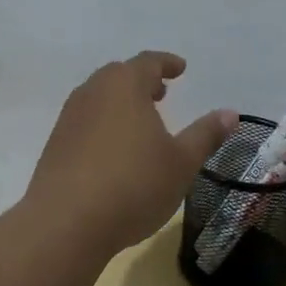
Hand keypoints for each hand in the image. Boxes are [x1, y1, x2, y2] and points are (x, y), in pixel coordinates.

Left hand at [26, 51, 238, 254]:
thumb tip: (230, 113)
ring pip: (98, 98)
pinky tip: (114, 151)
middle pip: (119, 75)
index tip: (180, 68)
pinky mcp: (55, 145)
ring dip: (121, 103)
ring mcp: (69, 119)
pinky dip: (104, 124)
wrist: (65, 223)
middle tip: (161, 93)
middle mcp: (92, 93)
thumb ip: (205, 135)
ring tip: (140, 122)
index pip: (148, 62)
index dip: (167, 63)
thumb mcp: (181, 162)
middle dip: (142, 81)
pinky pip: (85, 122)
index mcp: (124, 85)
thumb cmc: (133, 185)